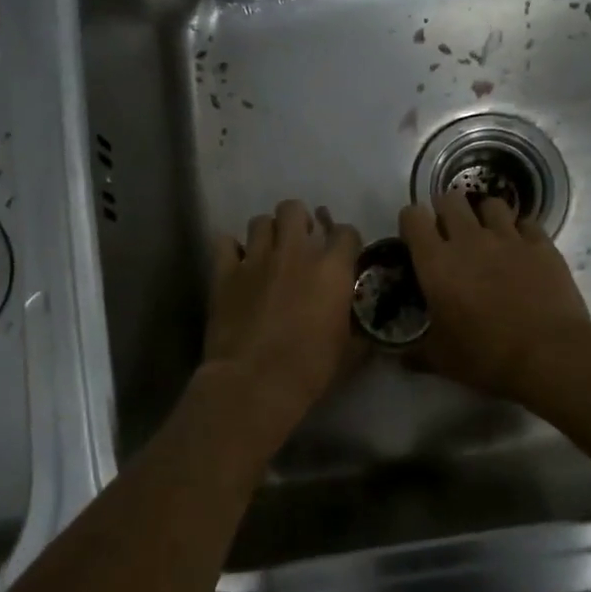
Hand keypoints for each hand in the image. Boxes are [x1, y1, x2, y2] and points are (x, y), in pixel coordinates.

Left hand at [205, 200, 362, 415]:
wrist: (254, 383)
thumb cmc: (309, 369)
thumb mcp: (349, 351)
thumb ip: (357, 328)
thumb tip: (366, 329)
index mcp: (331, 269)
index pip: (346, 232)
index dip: (346, 241)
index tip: (343, 254)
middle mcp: (294, 252)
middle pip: (295, 209)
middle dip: (299, 221)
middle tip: (300, 244)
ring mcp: (256, 258)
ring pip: (260, 220)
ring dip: (267, 233)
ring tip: (268, 253)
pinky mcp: (224, 272)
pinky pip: (226, 242)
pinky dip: (232, 249)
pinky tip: (237, 264)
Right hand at [399, 192, 590, 400]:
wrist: (550, 355)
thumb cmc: (487, 356)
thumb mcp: (442, 360)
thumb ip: (416, 353)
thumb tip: (399, 358)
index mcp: (436, 263)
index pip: (413, 217)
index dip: (412, 223)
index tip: (416, 240)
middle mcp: (468, 239)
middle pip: (451, 199)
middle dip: (447, 212)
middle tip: (450, 236)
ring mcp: (508, 237)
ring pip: (490, 204)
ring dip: (484, 216)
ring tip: (487, 236)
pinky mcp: (541, 244)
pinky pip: (527, 223)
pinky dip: (520, 231)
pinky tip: (521, 249)